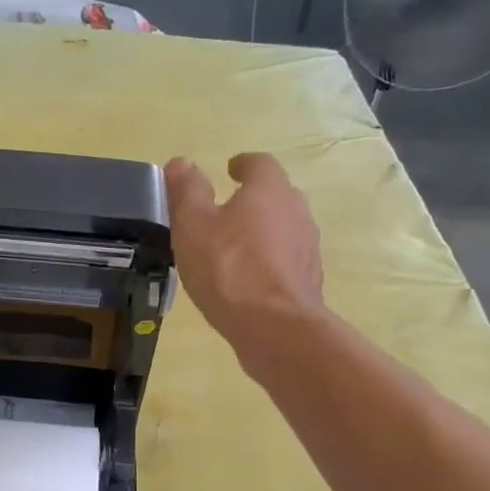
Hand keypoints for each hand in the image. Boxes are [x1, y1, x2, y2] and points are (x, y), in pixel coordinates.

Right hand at [165, 152, 325, 348]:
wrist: (275, 327)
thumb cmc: (228, 268)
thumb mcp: (193, 226)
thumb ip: (187, 193)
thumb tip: (181, 163)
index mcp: (269, 191)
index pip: (260, 164)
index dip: (243, 165)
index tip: (230, 170)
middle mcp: (296, 211)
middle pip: (277, 195)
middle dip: (254, 199)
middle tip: (227, 211)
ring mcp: (307, 247)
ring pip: (284, 229)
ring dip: (263, 232)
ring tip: (235, 249)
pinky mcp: (309, 280)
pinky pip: (286, 261)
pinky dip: (269, 262)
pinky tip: (249, 281)